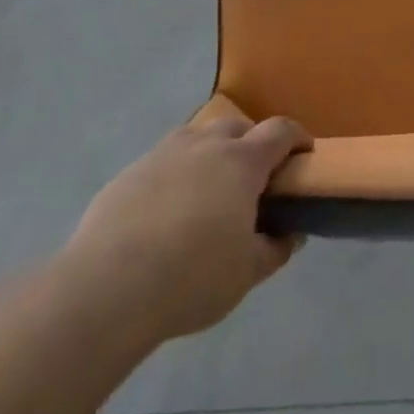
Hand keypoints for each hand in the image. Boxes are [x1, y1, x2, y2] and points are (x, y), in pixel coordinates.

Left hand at [63, 116, 311, 344]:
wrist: (109, 286)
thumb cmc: (192, 277)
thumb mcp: (247, 272)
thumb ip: (275, 248)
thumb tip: (291, 233)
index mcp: (241, 161)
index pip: (280, 130)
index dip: (297, 138)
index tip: (304, 154)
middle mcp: (205, 144)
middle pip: (238, 127)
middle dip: (254, 144)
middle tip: (255, 180)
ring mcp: (165, 152)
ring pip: (199, 137)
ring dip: (213, 153)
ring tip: (210, 191)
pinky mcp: (132, 170)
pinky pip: (166, 159)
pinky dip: (178, 172)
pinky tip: (169, 209)